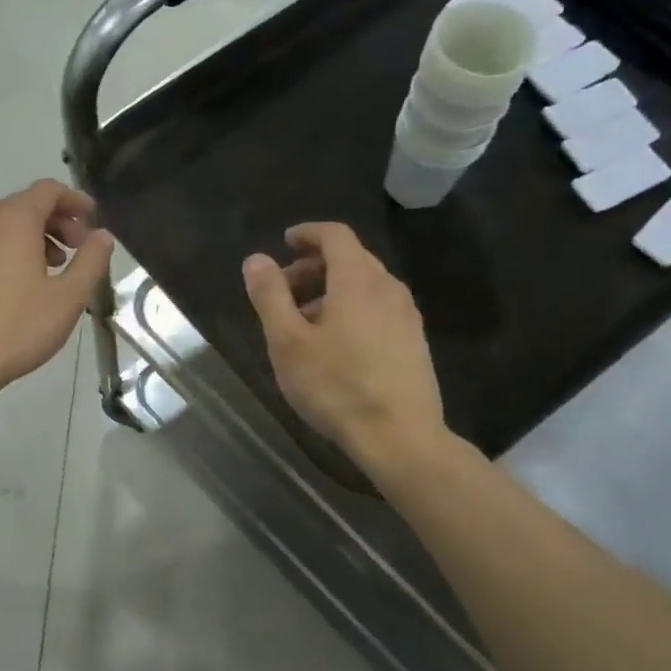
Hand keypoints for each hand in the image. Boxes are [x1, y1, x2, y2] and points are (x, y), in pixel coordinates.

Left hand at [0, 181, 114, 403]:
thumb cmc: (18, 328)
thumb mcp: (68, 298)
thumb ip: (90, 261)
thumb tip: (102, 236)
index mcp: (14, 222)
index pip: (47, 190)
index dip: (74, 200)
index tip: (92, 219)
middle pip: (24, 206)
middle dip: (56, 221)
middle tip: (77, 250)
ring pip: (3, 228)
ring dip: (32, 239)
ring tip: (51, 270)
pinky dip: (8, 253)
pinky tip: (19, 288)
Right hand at [242, 222, 448, 468]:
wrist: (400, 436)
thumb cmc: (336, 386)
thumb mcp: (288, 342)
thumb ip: (270, 296)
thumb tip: (256, 259)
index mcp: (357, 280)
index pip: (335, 236)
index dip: (308, 234)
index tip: (286, 242)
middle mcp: (388, 288)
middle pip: (352, 259)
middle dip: (315, 265)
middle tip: (285, 287)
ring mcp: (407, 316)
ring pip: (366, 287)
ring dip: (333, 291)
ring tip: (305, 322)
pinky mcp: (414, 343)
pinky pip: (379, 310)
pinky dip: (353, 310)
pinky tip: (337, 346)